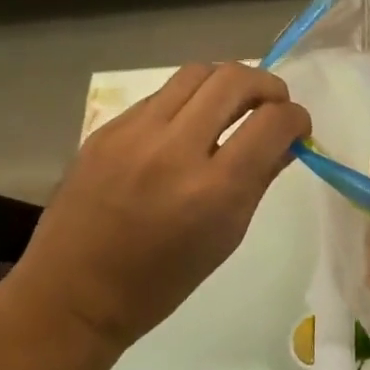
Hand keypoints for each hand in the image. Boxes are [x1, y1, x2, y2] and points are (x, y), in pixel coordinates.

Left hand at [9, 63, 310, 351]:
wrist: (72, 295)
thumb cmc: (161, 281)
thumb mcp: (227, 236)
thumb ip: (260, 178)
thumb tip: (287, 140)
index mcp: (214, 190)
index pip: (273, 122)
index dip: (296, 118)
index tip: (298, 128)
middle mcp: (175, 150)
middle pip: (234, 80)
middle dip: (267, 86)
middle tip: (272, 105)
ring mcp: (134, 134)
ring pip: (197, 73)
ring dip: (227, 83)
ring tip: (233, 105)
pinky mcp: (107, 129)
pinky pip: (161, 95)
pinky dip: (188, 102)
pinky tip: (187, 127)